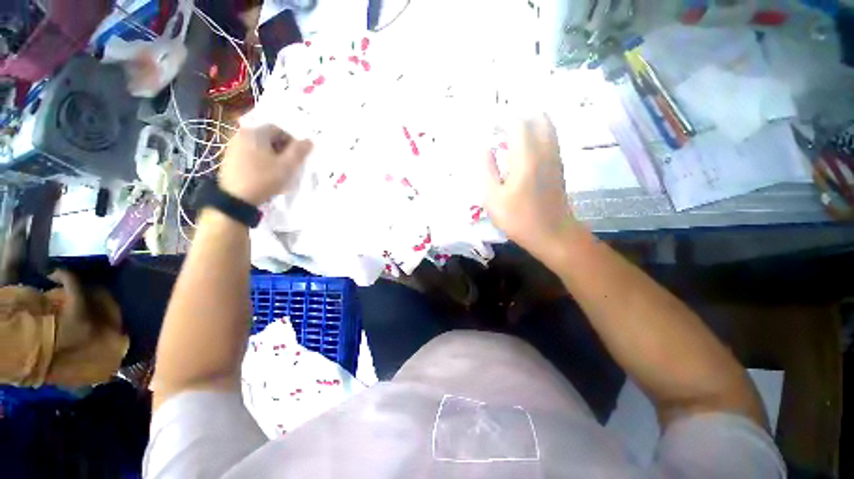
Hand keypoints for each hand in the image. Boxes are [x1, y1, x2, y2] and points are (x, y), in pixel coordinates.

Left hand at [219, 125, 312, 205]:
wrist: (236, 198)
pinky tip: (265, 173)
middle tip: (290, 165)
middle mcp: (242, 134)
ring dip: (272, 155)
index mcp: (256, 132)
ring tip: (279, 170)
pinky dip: (261, 160)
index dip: (293, 143)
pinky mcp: (230, 158)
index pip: (280, 130)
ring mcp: (234, 146)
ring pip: (260, 146)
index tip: (298, 158)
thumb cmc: (264, 179)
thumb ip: (300, 151)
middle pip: (269, 137)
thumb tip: (309, 141)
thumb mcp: (287, 166)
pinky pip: (251, 154)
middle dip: (282, 149)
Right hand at [484, 115, 581, 260]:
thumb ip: (486, 170)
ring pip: (547, 126)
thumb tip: (484, 148)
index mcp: (526, 157)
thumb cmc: (519, 218)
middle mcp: (545, 150)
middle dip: (518, 117)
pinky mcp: (558, 167)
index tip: (487, 127)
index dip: (501, 119)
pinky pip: (549, 139)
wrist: (553, 235)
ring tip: (510, 136)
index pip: (517, 123)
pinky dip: (537, 134)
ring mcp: (555, 158)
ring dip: (529, 124)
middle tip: (500, 128)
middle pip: (538, 117)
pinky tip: (523, 149)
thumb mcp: (492, 198)